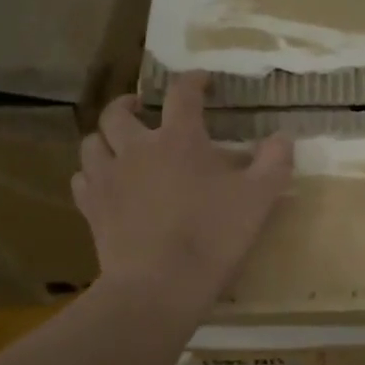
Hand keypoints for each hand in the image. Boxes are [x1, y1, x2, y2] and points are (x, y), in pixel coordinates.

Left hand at [71, 72, 293, 313]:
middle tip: (141, 107)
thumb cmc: (212, 236)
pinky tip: (103, 184)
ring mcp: (108, 178)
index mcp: (178, 139)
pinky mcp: (91, 208)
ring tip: (117, 144)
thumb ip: (274, 162)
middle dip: (128, 103)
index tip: (202, 79)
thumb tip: (282, 137)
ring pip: (92, 143)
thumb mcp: (259, 199)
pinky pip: (81, 180)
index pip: (183, 94)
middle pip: (118, 112)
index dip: (193, 80)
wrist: (159, 285)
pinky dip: (91, 175)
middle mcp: (136, 148)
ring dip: (104, 138)